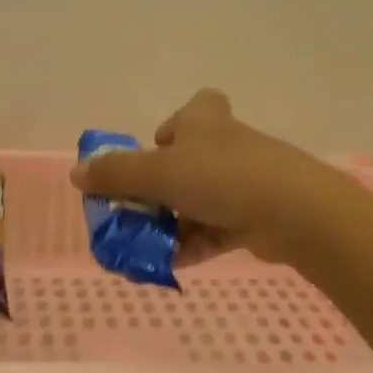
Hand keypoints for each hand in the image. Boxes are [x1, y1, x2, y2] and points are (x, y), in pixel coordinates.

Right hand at [69, 90, 349, 266]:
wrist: (297, 213)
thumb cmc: (222, 178)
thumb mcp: (158, 173)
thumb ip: (115, 174)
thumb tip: (76, 172)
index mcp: (205, 122)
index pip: (196, 108)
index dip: (175, 125)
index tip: (157, 148)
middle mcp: (227, 146)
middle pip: (190, 161)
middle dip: (162, 187)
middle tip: (137, 209)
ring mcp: (247, 182)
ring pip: (201, 199)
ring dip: (173, 223)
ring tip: (144, 247)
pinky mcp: (258, 216)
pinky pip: (216, 229)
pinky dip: (193, 244)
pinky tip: (169, 264)